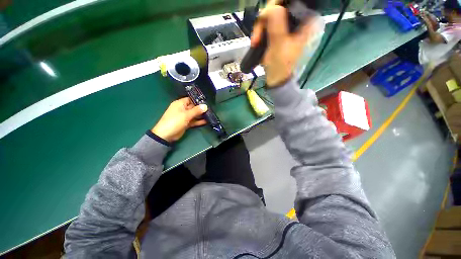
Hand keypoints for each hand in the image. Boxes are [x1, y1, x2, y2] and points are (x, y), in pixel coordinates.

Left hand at [151, 97, 207, 141]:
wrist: (166, 135)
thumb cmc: (175, 121)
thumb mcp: (186, 115)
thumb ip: (196, 110)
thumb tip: (205, 106)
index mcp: (180, 104)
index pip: (191, 99)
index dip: (198, 100)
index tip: (207, 102)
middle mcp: (183, 109)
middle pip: (194, 107)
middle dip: (201, 108)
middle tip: (211, 109)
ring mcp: (185, 117)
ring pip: (194, 114)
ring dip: (201, 115)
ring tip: (210, 115)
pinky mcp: (186, 123)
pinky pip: (194, 121)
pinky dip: (199, 121)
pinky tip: (206, 121)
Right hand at [251, 2, 322, 86]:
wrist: (276, 79)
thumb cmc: (280, 66)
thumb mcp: (279, 45)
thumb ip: (277, 24)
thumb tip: (271, 7)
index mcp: (306, 21)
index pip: (292, 1)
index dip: (276, 5)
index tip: (265, 17)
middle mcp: (298, 19)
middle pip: (280, 6)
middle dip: (265, 19)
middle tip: (257, 36)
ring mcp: (288, 25)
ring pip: (271, 14)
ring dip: (260, 27)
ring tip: (255, 42)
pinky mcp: (279, 31)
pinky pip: (268, 23)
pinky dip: (260, 30)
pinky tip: (256, 40)